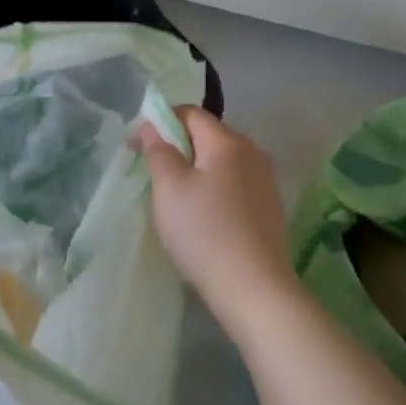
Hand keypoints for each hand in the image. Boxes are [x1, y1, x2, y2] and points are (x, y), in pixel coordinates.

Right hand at [137, 107, 293, 322]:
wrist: (256, 291)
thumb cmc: (204, 233)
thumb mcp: (169, 189)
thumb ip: (158, 151)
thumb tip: (152, 127)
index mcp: (227, 141)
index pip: (189, 113)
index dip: (158, 122)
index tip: (135, 146)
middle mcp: (252, 152)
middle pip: (207, 135)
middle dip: (177, 145)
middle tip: (152, 172)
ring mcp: (265, 181)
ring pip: (221, 161)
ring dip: (195, 168)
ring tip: (175, 196)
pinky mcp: (270, 207)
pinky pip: (234, 183)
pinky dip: (213, 188)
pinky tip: (203, 216)